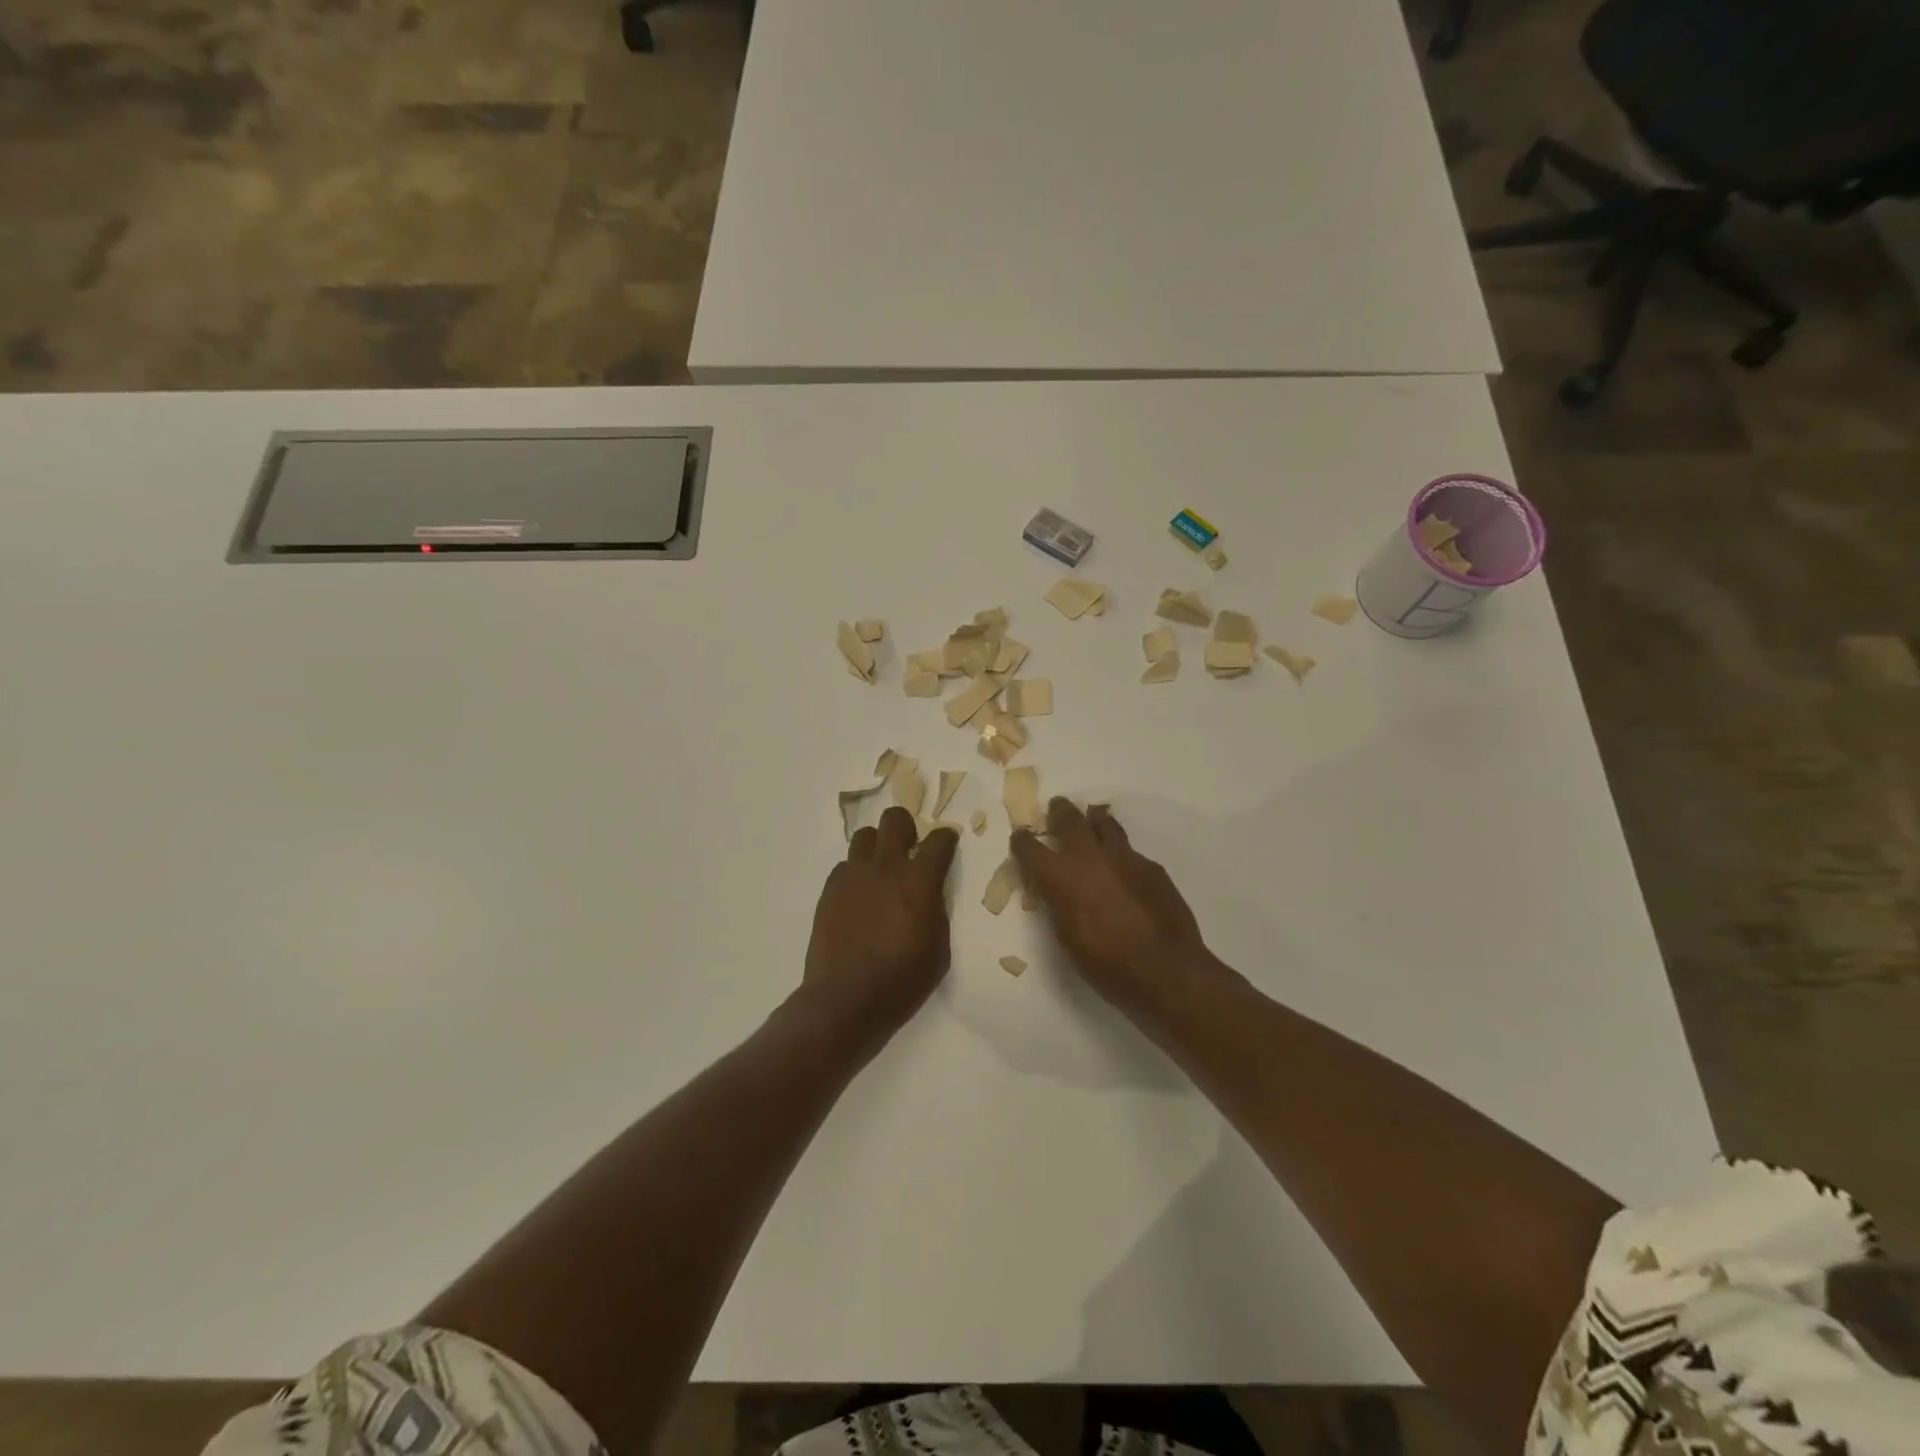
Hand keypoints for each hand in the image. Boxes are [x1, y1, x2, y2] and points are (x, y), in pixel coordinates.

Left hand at [801, 807, 960, 1047]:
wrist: (846, 997)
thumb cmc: (902, 979)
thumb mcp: (939, 948)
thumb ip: (937, 910)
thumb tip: (930, 893)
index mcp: (919, 880)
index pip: (939, 840)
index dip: (947, 838)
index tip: (947, 844)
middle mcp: (886, 867)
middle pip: (895, 819)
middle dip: (906, 828)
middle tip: (909, 849)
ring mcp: (854, 875)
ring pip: (865, 835)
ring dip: (877, 846)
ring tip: (880, 870)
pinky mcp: (830, 889)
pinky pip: (845, 865)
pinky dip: (855, 872)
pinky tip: (859, 895)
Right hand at [1011, 799, 1217, 1018]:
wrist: (1165, 969)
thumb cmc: (1106, 964)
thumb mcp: (1067, 936)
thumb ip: (1059, 904)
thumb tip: (1057, 890)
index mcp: (1060, 876)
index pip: (1031, 848)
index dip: (1022, 841)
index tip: (1020, 837)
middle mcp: (1089, 857)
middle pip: (1069, 820)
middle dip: (1059, 812)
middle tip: (1057, 807)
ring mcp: (1124, 857)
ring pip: (1105, 824)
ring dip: (1094, 820)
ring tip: (1091, 819)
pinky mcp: (1151, 866)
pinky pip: (1130, 850)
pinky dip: (1120, 852)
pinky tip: (1123, 866)